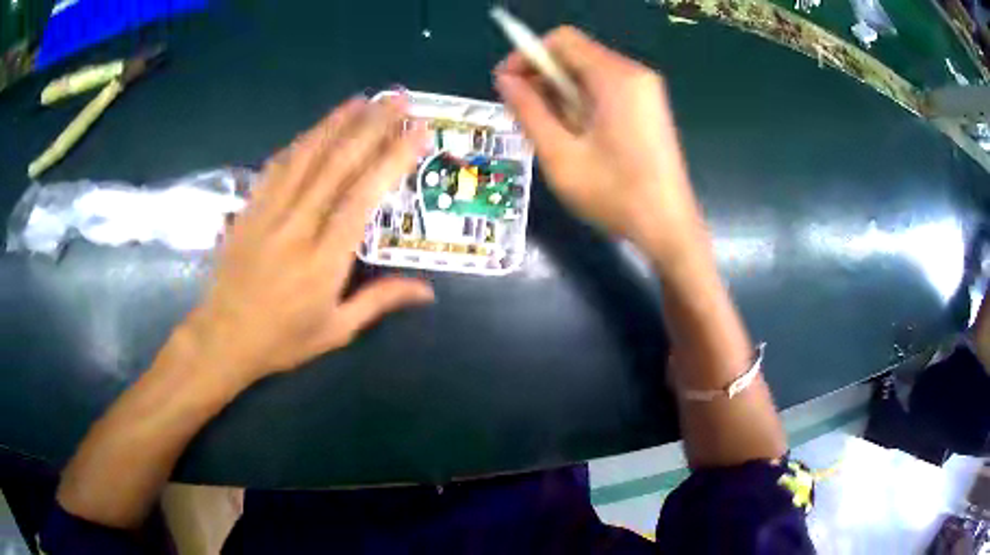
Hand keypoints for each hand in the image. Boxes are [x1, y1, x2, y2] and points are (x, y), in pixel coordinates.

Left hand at [186, 96, 433, 384]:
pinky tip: (315, 129)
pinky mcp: (249, 209)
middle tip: (397, 100)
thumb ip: (379, 301)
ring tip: (362, 100)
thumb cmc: (282, 339)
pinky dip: (299, 144)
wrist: (222, 337)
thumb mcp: (336, 330)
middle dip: (371, 127)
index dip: (392, 159)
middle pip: (336, 165)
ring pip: (305, 157)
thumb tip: (428, 290)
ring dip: (335, 124)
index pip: (363, 198)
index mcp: (323, 260)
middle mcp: (297, 227)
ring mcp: (268, 213)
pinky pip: (276, 168)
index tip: (417, 132)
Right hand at [494, 27, 704, 261]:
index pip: (562, 40)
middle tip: (525, 114)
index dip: (528, 55)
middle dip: (544, 77)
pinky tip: (577, 135)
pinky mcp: (649, 107)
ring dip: (561, 93)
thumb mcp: (560, 154)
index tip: (508, 85)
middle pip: (576, 54)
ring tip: (550, 131)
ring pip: (590, 73)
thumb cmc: (614, 194)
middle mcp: (634, 74)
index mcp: (615, 77)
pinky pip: (607, 89)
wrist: (669, 227)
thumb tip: (505, 80)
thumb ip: (529, 110)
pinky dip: (583, 102)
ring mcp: (646, 90)